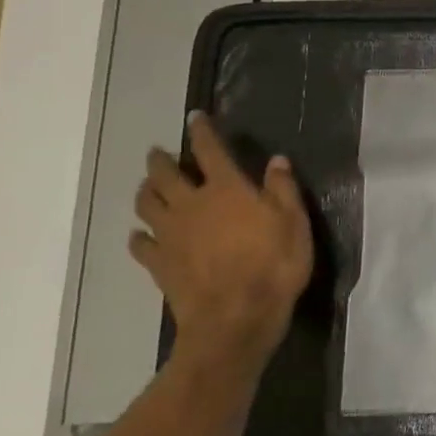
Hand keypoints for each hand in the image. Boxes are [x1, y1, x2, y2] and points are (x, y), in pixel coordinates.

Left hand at [129, 112, 313, 381]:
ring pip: (147, 204)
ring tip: (148, 187)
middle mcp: (192, 205)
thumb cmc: (274, 266)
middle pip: (166, 175)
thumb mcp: (295, 223)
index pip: (210, 151)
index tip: (195, 117)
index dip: (202, 132)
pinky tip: (142, 236)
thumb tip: (276, 160)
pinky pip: (141, 244)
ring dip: (146, 191)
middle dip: (161, 161)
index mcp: (227, 190)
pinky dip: (140, 236)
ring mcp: (171, 235)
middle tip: (159, 154)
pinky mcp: (160, 264)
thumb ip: (283, 189)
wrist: (236, 318)